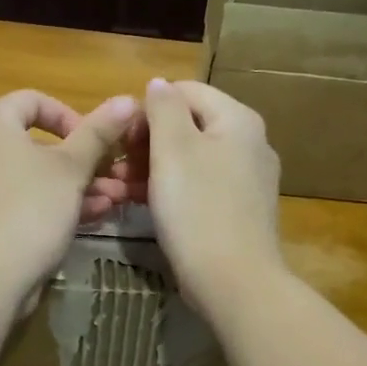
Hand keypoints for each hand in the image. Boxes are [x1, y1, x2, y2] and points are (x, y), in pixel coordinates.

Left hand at [0, 89, 138, 299]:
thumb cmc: (29, 211)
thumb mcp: (71, 169)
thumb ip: (98, 133)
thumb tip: (127, 99)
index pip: (31, 100)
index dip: (69, 115)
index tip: (94, 140)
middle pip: (36, 144)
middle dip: (83, 160)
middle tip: (115, 176)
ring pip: (33, 179)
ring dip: (76, 186)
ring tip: (114, 201)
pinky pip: (22, 204)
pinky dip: (54, 206)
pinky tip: (92, 219)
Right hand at [138, 78, 284, 319]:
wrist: (233, 281)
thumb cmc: (197, 208)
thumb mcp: (173, 149)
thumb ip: (164, 108)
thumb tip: (159, 84)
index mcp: (238, 119)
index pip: (186, 91)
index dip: (148, 108)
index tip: (121, 137)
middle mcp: (250, 143)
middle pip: (190, 125)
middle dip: (148, 141)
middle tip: (116, 167)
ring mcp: (248, 180)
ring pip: (192, 159)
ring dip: (154, 167)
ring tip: (122, 188)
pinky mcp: (240, 210)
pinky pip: (201, 186)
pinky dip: (173, 189)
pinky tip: (145, 205)